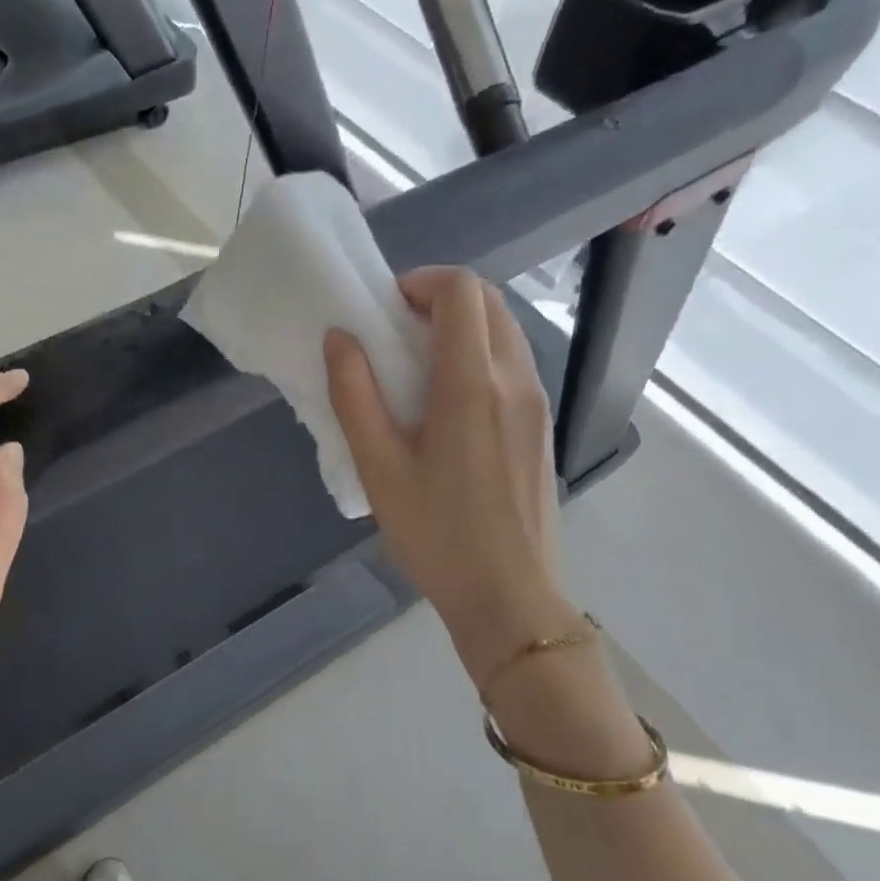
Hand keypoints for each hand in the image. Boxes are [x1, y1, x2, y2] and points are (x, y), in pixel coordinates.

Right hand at [325, 268, 578, 686]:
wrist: (509, 597)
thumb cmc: (436, 533)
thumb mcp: (379, 466)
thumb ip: (354, 395)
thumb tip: (340, 337)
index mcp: (474, 383)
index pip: (461, 291)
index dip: (419, 283)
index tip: (381, 310)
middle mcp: (516, 380)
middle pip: (488, 303)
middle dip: (438, 300)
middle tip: (392, 333)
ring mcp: (536, 403)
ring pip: (503, 332)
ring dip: (459, 328)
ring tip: (413, 369)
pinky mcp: (539, 428)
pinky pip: (511, 366)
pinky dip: (477, 357)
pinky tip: (444, 405)